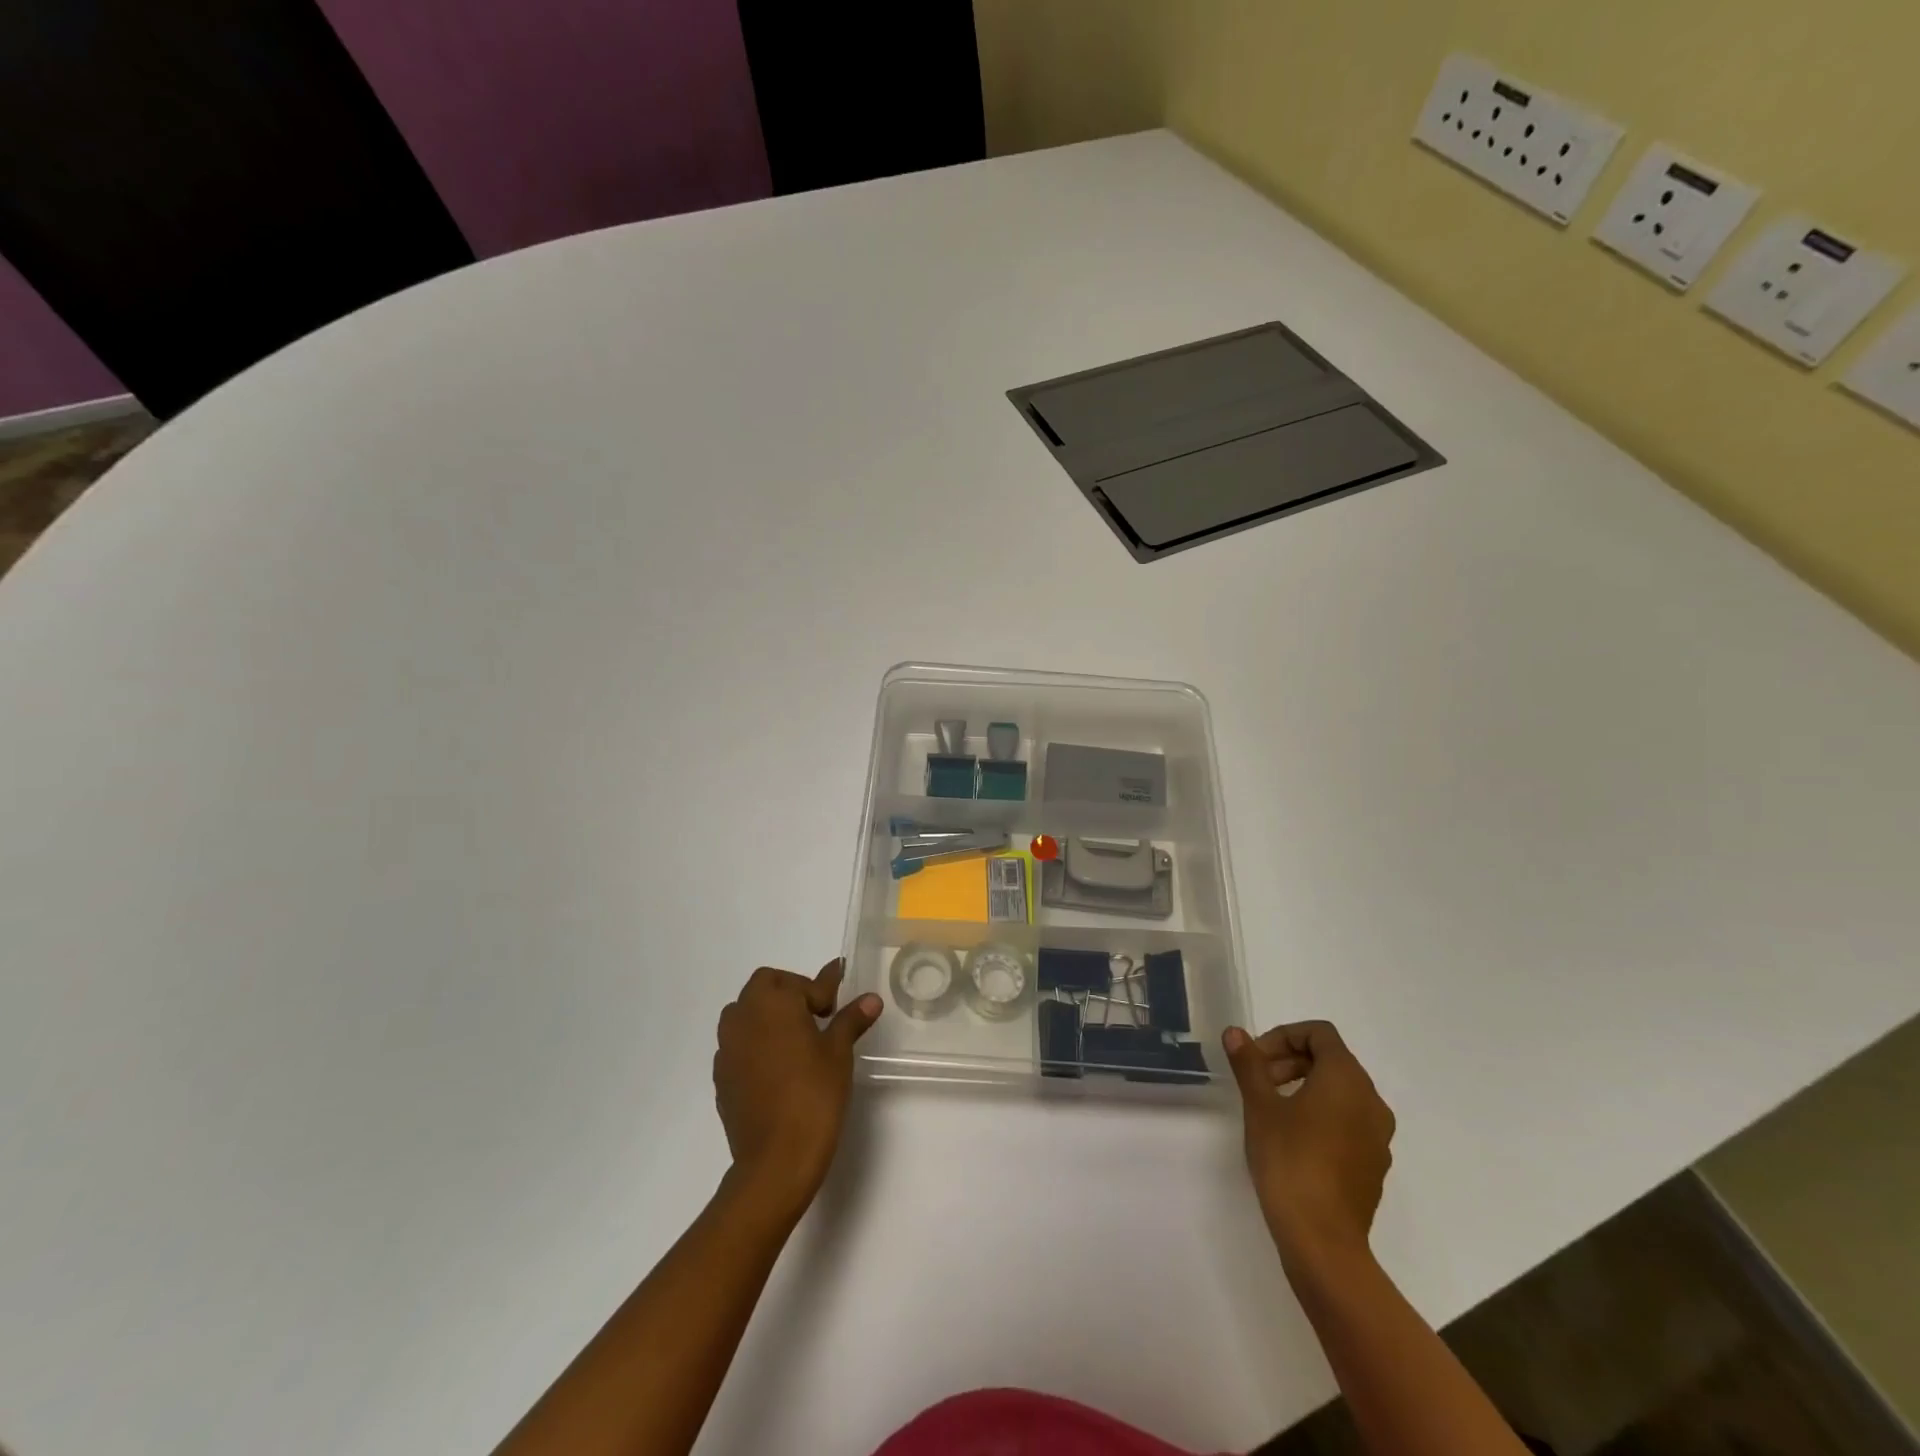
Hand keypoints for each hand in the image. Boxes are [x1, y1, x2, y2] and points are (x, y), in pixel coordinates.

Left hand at [713, 960, 881, 1217]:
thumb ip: (851, 1019)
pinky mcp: (721, 1076)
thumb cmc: (814, 1095)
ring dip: (768, 1015)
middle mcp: (743, 1017)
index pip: (800, 982)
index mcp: (773, 1002)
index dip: (824, 987)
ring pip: (745, 1013)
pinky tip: (778, 1067)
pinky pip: (738, 1044)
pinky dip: (756, 1043)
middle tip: (817, 1015)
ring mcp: (727, 1047)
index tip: (839, 995)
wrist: (776, 1159)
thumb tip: (870, 999)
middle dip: (790, 992)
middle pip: (765, 986)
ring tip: (796, 1039)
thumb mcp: (839, 1052)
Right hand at [1222, 1020, 1394, 1265]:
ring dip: (1304, 1087)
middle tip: (1256, 1080)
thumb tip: (1235, 1033)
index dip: (1283, 1036)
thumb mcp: (1260, 1106)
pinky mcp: (1374, 1165)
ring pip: (1340, 1092)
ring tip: (1270, 1109)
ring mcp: (1378, 1136)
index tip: (1255, 1058)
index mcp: (1347, 1079)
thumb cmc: (1290, 1161)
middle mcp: (1371, 1101)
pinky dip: (1320, 1115)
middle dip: (1290, 1061)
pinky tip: (1292, 1140)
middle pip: (1331, 1061)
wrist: (1323, 1241)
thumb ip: (1249, 1064)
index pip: (1319, 1034)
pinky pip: (1348, 1122)